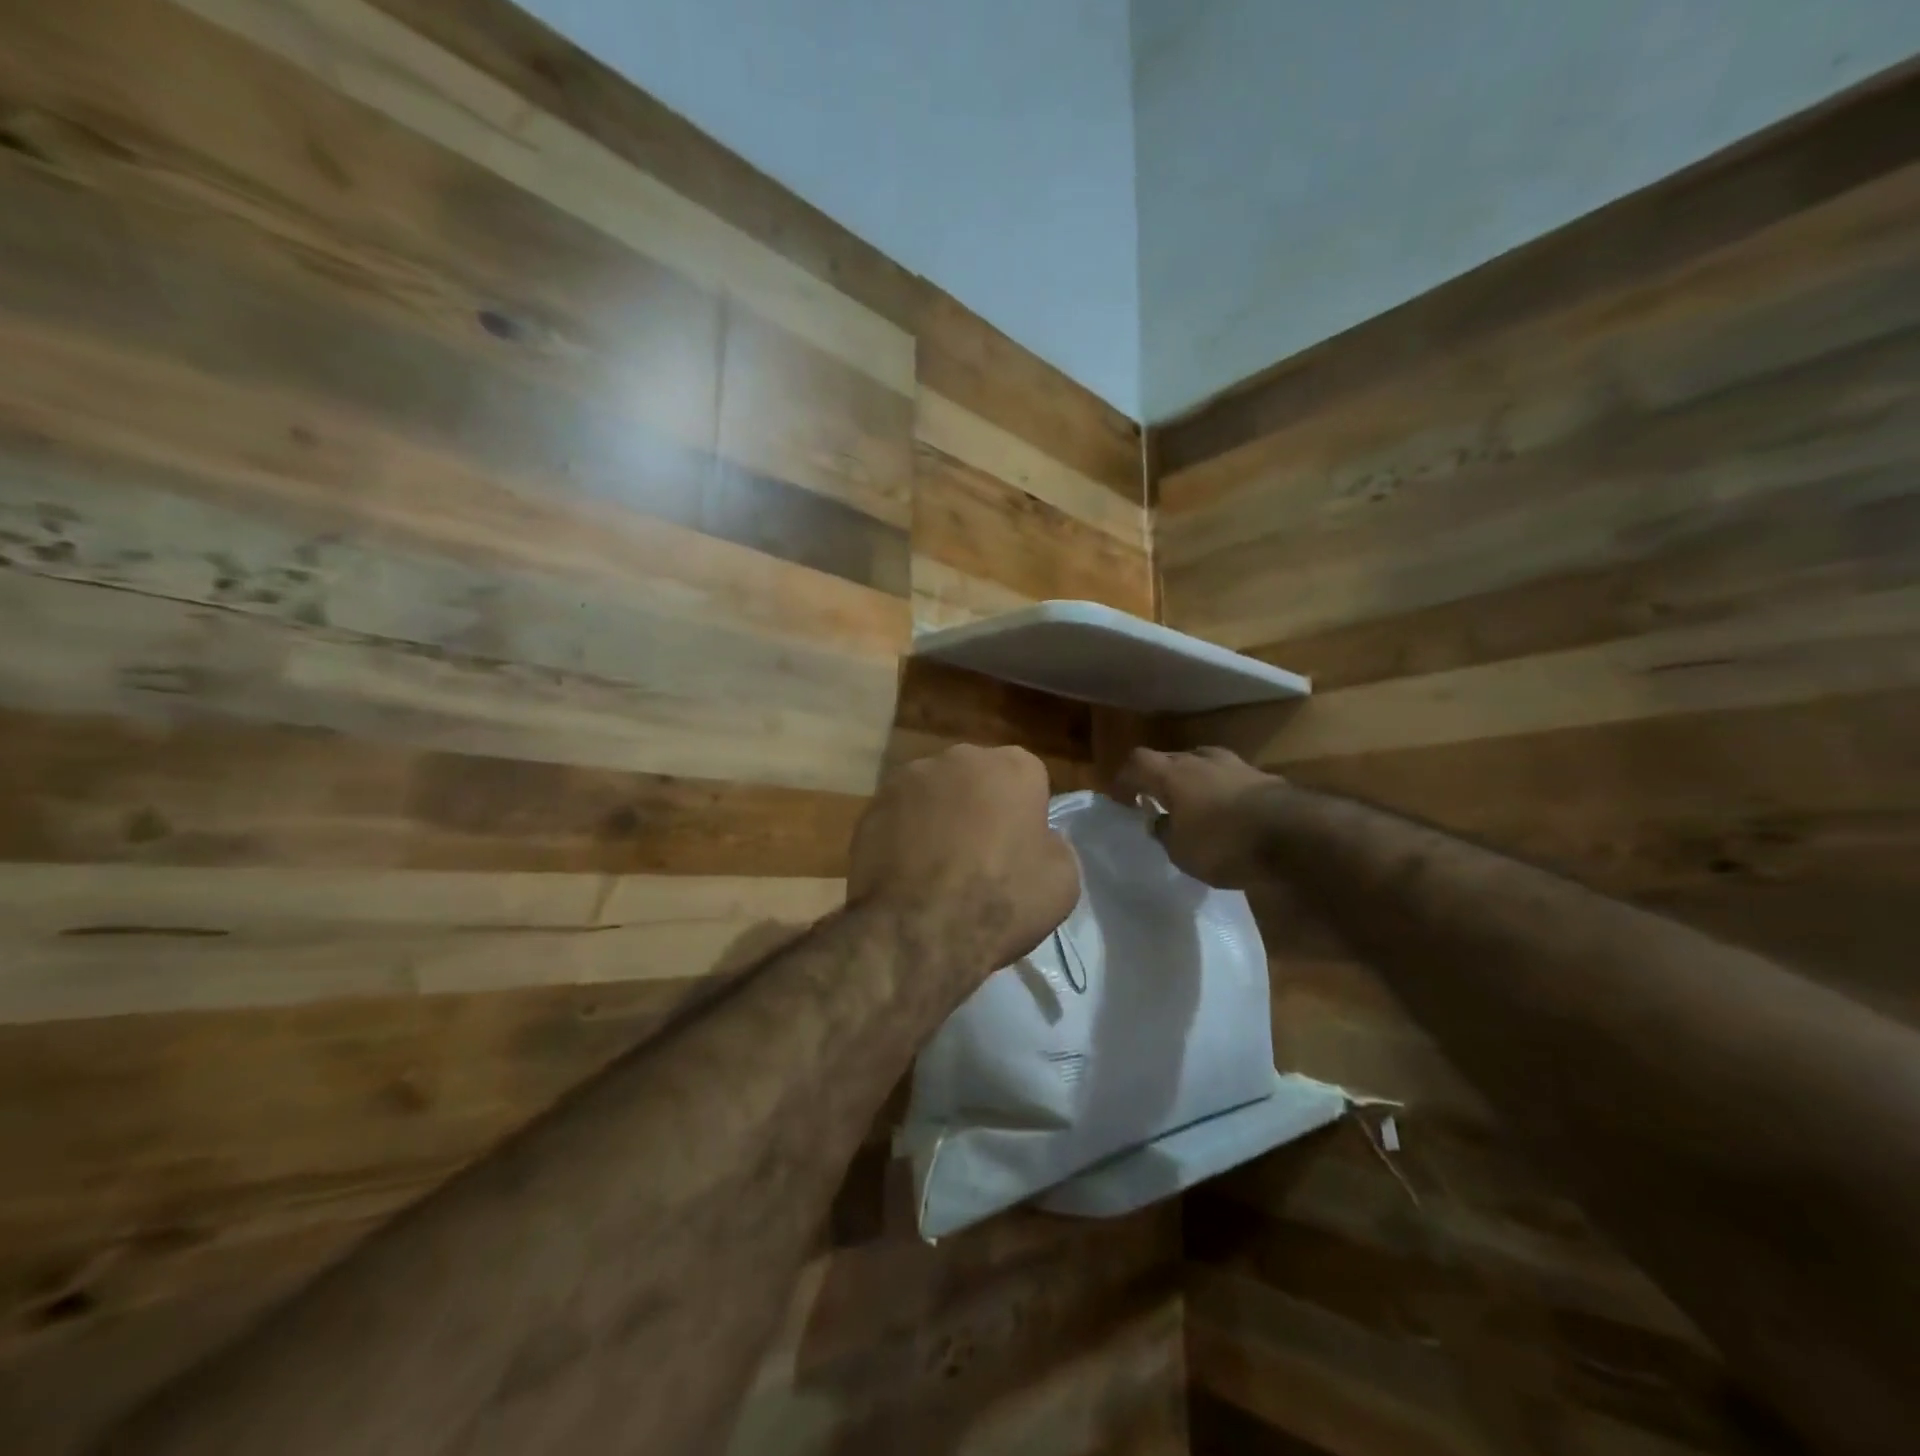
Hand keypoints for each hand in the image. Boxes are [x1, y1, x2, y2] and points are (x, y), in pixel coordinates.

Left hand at [848, 745, 1079, 987]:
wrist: (920, 930)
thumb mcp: (1063, 880)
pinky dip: (903, 834)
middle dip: (979, 806)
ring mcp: (909, 777)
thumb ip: (1054, 844)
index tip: (1020, 845)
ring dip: (938, 816)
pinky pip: (898, 815)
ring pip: (934, 793)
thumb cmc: (1002, 900)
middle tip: (979, 854)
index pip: (1028, 778)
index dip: (1026, 812)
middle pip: (977, 778)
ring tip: (936, 865)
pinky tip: (905, 871)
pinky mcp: (872, 805)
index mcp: (1013, 766)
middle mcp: (960, 757)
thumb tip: (1038, 839)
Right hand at [1113, 746, 1284, 887]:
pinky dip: (1224, 791)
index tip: (1123, 799)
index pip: (1136, 762)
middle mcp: (1201, 760)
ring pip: (1204, 763)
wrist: (1295, 835)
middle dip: (1160, 776)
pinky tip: (1229, 812)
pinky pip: (1232, 778)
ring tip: (1194, 803)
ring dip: (1195, 780)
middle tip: (1158, 800)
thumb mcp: (1182, 852)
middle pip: (1170, 758)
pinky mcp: (1265, 778)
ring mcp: (1236, 765)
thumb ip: (1165, 833)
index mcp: (1172, 774)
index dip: (1125, 778)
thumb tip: (1159, 823)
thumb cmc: (1224, 843)